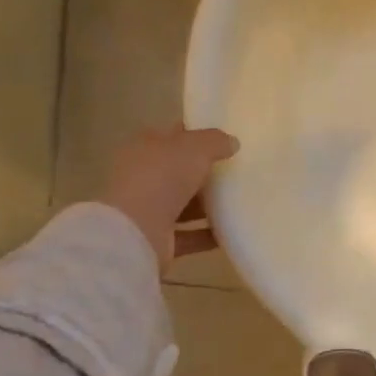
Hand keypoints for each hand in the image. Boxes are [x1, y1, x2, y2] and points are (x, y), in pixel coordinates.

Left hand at [102, 125, 238, 272]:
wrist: (135, 233)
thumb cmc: (161, 178)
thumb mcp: (195, 148)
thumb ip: (215, 141)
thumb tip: (232, 143)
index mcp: (144, 148)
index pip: (174, 136)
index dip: (198, 135)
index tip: (226, 141)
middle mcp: (143, 177)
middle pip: (179, 172)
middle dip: (206, 173)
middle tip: (239, 171)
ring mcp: (148, 210)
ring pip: (184, 205)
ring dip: (209, 206)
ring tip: (241, 201)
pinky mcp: (157, 240)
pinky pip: (189, 235)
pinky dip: (208, 234)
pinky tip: (233, 230)